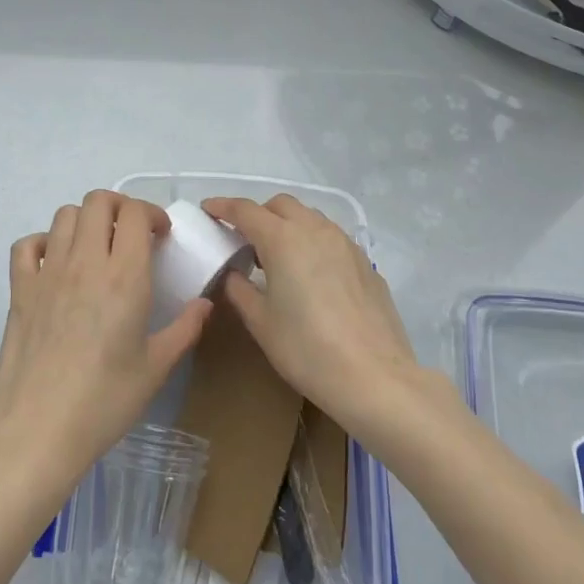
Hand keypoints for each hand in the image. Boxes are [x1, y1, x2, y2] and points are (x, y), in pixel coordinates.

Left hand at [0, 191, 211, 493]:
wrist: (37, 430)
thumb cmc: (104, 402)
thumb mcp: (156, 369)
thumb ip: (184, 329)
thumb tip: (205, 304)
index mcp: (124, 277)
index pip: (135, 214)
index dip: (151, 214)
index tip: (160, 236)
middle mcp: (84, 262)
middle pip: (97, 201)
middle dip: (119, 207)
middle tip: (131, 234)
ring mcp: (47, 273)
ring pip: (64, 215)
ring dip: (85, 220)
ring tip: (96, 247)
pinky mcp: (19, 289)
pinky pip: (27, 245)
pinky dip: (44, 242)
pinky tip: (56, 264)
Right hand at [202, 195, 418, 434]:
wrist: (375, 377)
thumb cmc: (307, 349)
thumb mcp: (261, 322)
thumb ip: (240, 290)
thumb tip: (233, 274)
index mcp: (283, 239)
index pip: (245, 210)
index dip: (223, 206)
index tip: (208, 209)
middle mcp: (315, 230)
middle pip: (280, 205)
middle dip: (258, 214)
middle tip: (243, 239)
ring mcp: (345, 243)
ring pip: (310, 218)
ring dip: (288, 225)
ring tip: (277, 257)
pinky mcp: (365, 262)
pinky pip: (331, 238)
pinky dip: (312, 242)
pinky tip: (310, 274)